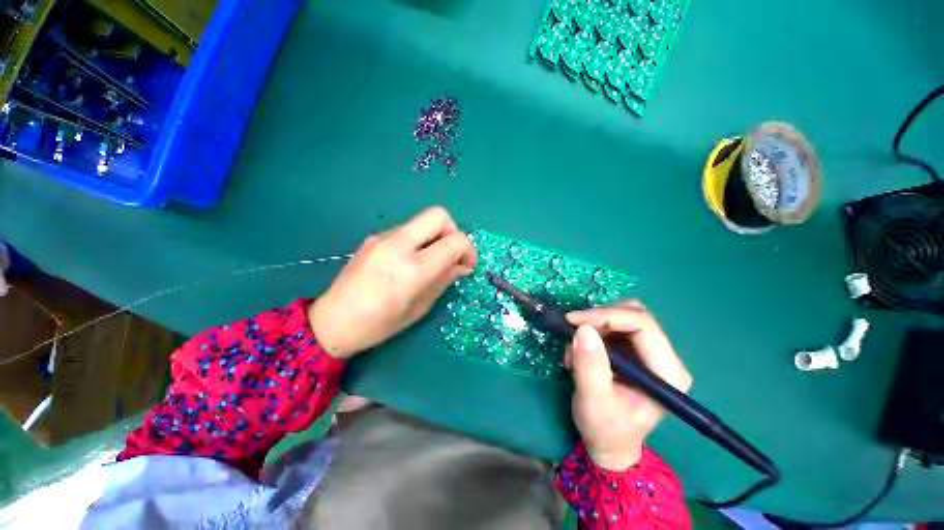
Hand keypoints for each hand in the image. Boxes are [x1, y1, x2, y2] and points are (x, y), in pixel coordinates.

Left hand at [308, 207, 476, 358]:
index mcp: (412, 269)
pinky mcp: (374, 237)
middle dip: (453, 231)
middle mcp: (398, 245)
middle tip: (452, 254)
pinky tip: (411, 261)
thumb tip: (462, 266)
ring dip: (435, 236)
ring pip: (422, 221)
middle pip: (438, 215)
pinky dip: (419, 240)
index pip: (454, 241)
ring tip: (431, 261)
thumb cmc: (379, 324)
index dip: (468, 250)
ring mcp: (383, 237)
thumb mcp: (420, 307)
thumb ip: (444, 280)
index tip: (467, 265)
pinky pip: (408, 230)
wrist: (332, 321)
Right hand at [565, 301, 691, 470]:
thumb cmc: (605, 429)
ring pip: (621, 316)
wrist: (608, 443)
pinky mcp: (634, 350)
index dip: (606, 315)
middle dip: (598, 319)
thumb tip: (583, 329)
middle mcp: (664, 357)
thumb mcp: (593, 402)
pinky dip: (592, 330)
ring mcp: (649, 352)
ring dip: (593, 325)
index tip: (572, 320)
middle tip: (572, 331)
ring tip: (574, 350)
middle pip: (633, 315)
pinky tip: (580, 351)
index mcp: (667, 373)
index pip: (643, 325)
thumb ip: (590, 367)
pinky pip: (612, 325)